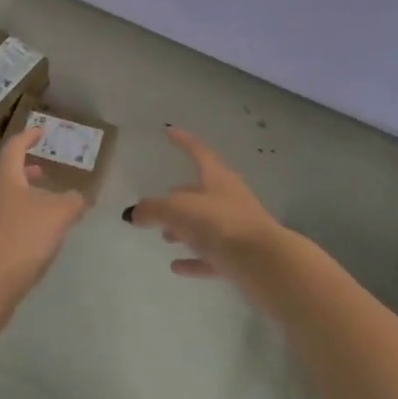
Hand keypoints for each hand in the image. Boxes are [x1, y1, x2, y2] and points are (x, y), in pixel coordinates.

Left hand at [0, 126, 87, 318]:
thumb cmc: (23, 236)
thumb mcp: (59, 214)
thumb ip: (73, 200)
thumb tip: (79, 197)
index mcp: (3, 176)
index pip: (14, 147)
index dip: (28, 137)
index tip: (40, 132)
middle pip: (6, 173)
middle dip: (26, 170)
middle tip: (43, 171)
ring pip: (4, 197)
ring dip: (23, 195)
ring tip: (45, 204)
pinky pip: (2, 219)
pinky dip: (19, 216)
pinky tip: (35, 232)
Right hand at [125, 127, 289, 281]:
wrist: (265, 264)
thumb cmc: (221, 224)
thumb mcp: (178, 211)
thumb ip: (153, 209)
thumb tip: (131, 213)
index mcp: (217, 178)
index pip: (198, 152)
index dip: (183, 141)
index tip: (169, 132)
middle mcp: (229, 198)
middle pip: (201, 191)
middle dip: (179, 196)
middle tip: (158, 203)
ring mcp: (237, 228)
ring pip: (206, 224)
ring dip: (185, 229)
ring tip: (164, 236)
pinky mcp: (241, 257)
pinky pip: (212, 255)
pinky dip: (194, 258)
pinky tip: (177, 266)